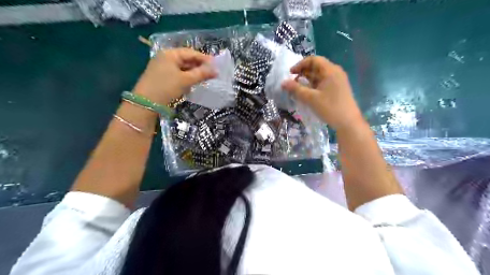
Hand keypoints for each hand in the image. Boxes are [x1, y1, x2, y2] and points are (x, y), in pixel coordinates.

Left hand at [132, 48, 215, 104]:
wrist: (146, 103)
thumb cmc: (166, 87)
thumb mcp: (186, 80)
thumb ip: (201, 74)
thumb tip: (216, 70)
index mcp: (170, 54)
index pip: (191, 53)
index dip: (204, 59)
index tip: (216, 65)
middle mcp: (165, 57)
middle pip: (186, 59)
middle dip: (200, 66)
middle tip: (212, 73)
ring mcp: (162, 67)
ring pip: (182, 67)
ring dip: (194, 72)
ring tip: (205, 78)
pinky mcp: (162, 76)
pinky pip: (178, 74)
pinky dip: (186, 77)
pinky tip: (193, 82)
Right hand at [282, 56, 365, 130]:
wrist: (348, 123)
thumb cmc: (330, 108)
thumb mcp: (311, 98)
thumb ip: (296, 89)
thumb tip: (283, 83)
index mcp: (330, 70)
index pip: (313, 59)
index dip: (300, 64)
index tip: (290, 74)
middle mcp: (335, 72)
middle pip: (316, 67)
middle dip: (302, 73)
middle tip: (292, 82)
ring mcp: (337, 81)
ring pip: (319, 76)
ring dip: (307, 80)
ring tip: (297, 89)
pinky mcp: (337, 89)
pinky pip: (323, 83)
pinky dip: (313, 86)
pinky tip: (307, 94)